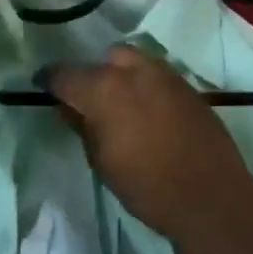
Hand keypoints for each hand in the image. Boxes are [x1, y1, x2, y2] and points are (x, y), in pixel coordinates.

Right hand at [47, 46, 252, 245]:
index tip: (42, 86)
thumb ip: (82, 127)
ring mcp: (165, 74)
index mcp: (104, 89)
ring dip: (122, 74)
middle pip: (105, 59)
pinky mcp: (187, 86)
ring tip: (121, 102)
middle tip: (90, 100)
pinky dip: (146, 84)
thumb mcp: (102, 162)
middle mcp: (134, 71)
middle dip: (94, 74)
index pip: (65, 74)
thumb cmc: (146, 186)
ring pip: (134, 60)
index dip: (50, 80)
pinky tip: (148, 109)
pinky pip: (158, 74)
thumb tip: (68, 107)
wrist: (210, 194)